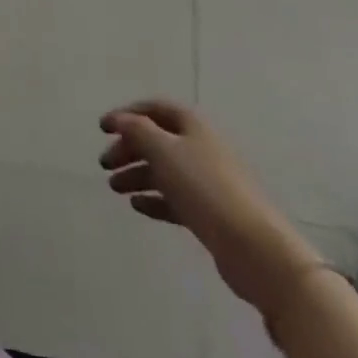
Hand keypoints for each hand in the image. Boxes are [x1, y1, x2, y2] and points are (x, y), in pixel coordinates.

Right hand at [99, 99, 323, 316]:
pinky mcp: (210, 213)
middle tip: (105, 164)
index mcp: (192, 126)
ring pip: (164, 171)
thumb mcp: (165, 152)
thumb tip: (119, 119)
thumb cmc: (206, 189)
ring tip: (114, 187)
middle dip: (129, 148)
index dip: (127, 114)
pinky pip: (175, 199)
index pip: (155, 109)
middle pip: (157, 140)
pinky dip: (154, 199)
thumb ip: (138, 131)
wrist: (255, 248)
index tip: (102, 128)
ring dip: (137, 174)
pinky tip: (137, 206)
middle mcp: (200, 148)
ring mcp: (206, 182)